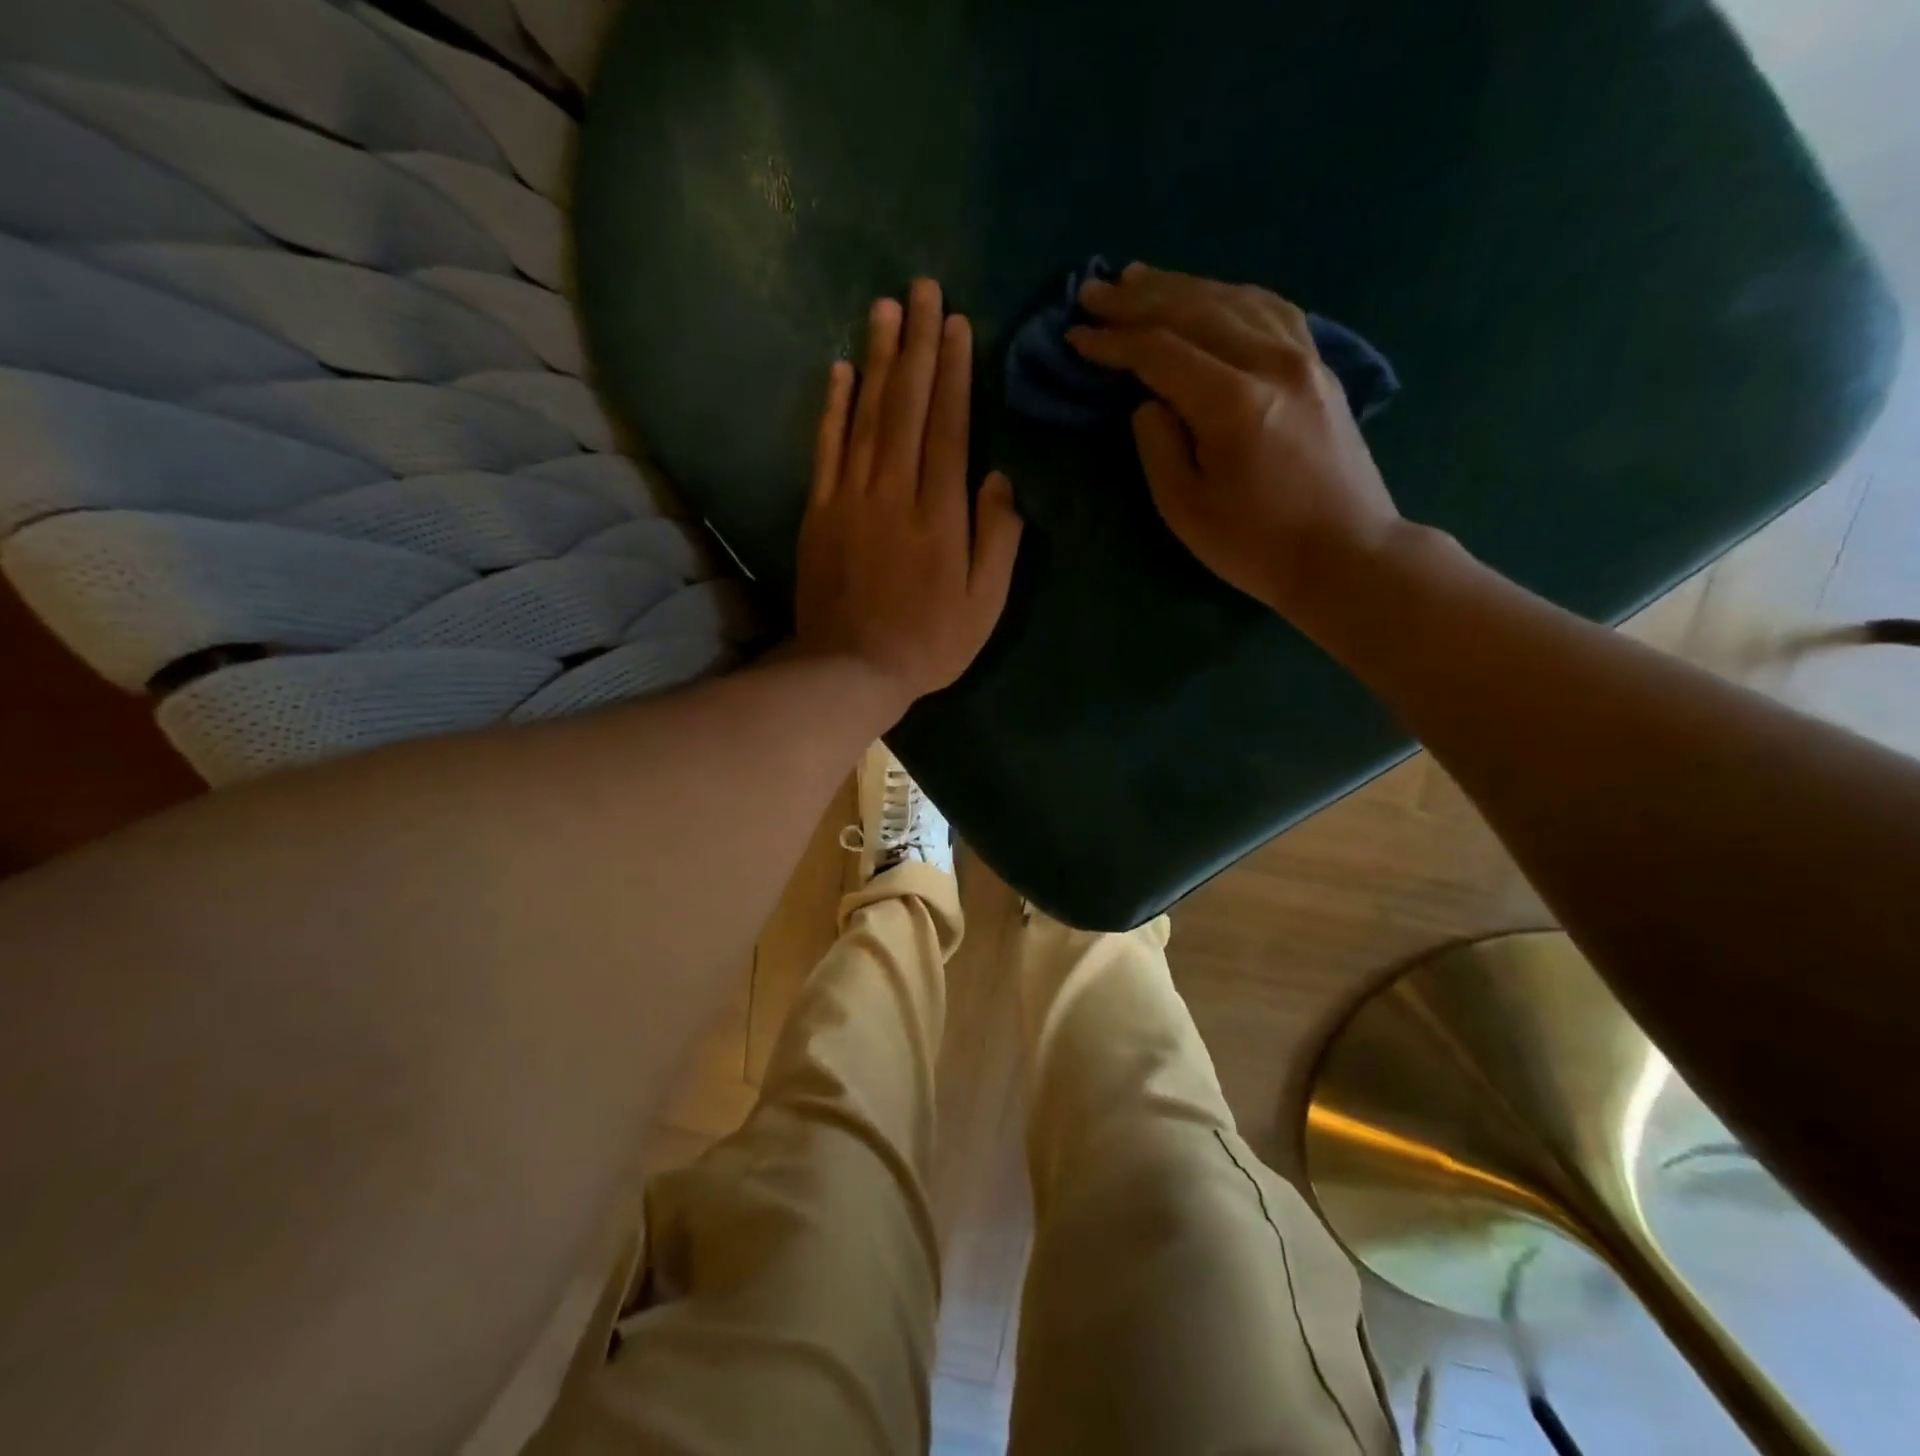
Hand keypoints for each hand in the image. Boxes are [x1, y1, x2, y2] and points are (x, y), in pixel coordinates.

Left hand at [794, 278, 1023, 713]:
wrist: (850, 670)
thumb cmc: (929, 643)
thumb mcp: (985, 605)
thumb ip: (998, 540)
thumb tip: (1001, 478)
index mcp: (941, 516)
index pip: (949, 428)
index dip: (954, 373)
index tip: (957, 324)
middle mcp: (895, 493)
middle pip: (907, 407)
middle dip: (918, 345)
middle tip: (922, 288)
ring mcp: (851, 499)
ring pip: (866, 416)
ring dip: (877, 358)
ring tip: (885, 307)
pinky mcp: (819, 511)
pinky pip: (826, 448)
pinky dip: (832, 406)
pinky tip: (839, 369)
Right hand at [1069, 264, 1403, 623]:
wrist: (1346, 554)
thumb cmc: (1257, 545)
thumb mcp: (1186, 510)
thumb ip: (1158, 446)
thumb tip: (1149, 402)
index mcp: (1234, 403)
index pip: (1160, 352)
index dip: (1113, 342)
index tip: (1075, 336)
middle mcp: (1272, 362)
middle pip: (1195, 310)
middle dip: (1137, 300)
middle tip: (1092, 291)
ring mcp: (1304, 357)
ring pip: (1233, 299)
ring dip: (1180, 286)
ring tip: (1138, 278)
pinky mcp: (1320, 365)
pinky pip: (1270, 309)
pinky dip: (1230, 294)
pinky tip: (1208, 293)